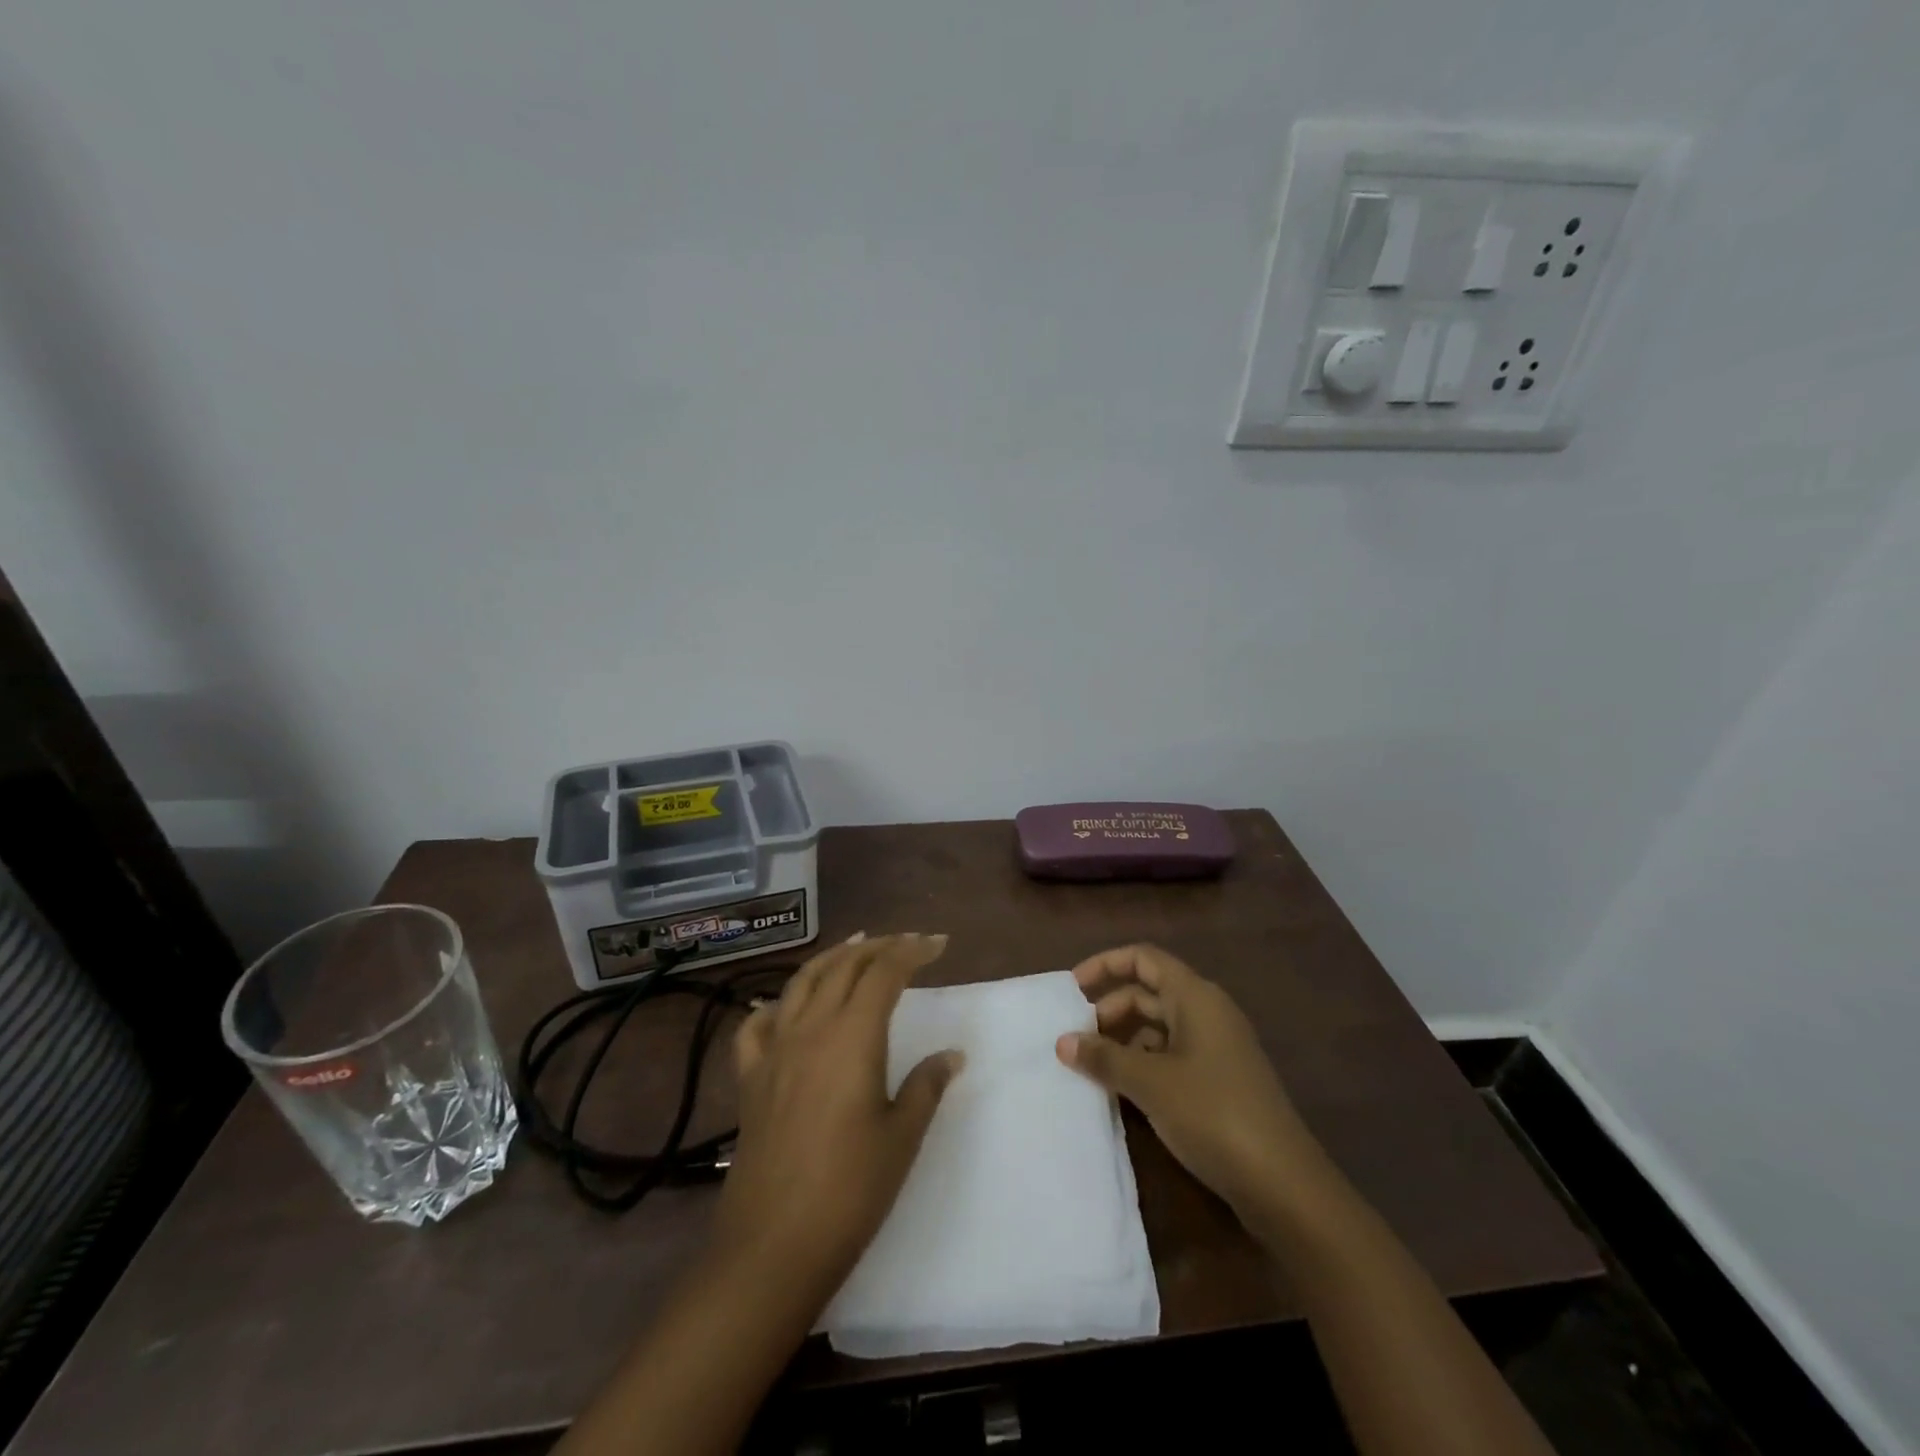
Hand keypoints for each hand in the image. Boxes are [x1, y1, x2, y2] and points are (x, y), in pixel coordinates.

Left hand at [715, 933, 962, 1300]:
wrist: (772, 1247)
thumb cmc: (849, 1192)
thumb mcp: (901, 1138)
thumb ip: (925, 1086)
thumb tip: (951, 1055)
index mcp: (851, 1037)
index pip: (883, 973)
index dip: (912, 951)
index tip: (938, 944)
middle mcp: (810, 1030)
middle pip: (843, 967)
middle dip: (878, 947)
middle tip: (907, 943)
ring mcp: (774, 1051)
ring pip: (801, 983)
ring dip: (831, 959)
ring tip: (854, 948)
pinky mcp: (749, 1079)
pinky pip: (756, 1025)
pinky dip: (776, 1004)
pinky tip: (785, 1006)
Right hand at [1055, 944, 1330, 1217]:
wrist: (1283, 1184)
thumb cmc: (1213, 1114)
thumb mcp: (1150, 1083)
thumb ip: (1103, 1058)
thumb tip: (1062, 1042)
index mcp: (1195, 997)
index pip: (1143, 958)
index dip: (1105, 965)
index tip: (1072, 989)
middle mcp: (1206, 1012)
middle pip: (1148, 993)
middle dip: (1109, 1010)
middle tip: (1075, 1040)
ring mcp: (1216, 1048)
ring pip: (1158, 1028)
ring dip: (1123, 1041)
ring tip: (1090, 1068)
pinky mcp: (1219, 1081)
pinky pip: (1171, 1056)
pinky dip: (1142, 1064)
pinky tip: (1121, 1091)